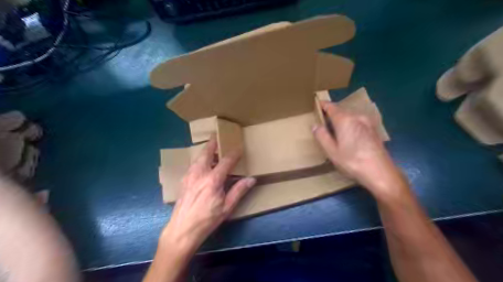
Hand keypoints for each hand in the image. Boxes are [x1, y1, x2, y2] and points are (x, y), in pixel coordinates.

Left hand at [160, 137, 255, 252]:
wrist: (182, 230)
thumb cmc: (207, 220)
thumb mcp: (227, 207)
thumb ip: (239, 190)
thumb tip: (251, 179)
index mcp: (213, 179)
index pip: (226, 161)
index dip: (234, 153)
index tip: (239, 148)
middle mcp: (200, 173)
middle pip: (206, 153)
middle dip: (212, 143)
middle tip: (216, 135)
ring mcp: (189, 176)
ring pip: (198, 158)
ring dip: (205, 151)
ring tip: (210, 148)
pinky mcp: (183, 181)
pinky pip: (193, 165)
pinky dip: (199, 160)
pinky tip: (202, 164)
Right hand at [314, 101, 405, 197]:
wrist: (380, 172)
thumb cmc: (352, 161)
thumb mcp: (331, 151)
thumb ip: (322, 136)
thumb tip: (315, 125)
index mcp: (344, 119)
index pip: (331, 106)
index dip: (322, 105)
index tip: (316, 104)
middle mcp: (357, 117)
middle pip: (341, 111)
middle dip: (331, 114)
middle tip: (322, 122)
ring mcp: (367, 123)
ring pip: (350, 116)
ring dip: (341, 120)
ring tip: (333, 130)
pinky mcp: (374, 130)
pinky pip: (357, 122)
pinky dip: (350, 125)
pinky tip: (348, 137)